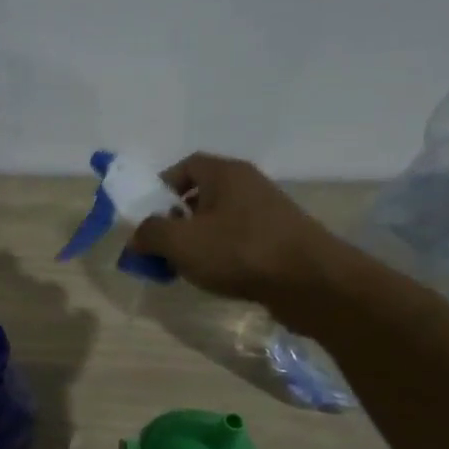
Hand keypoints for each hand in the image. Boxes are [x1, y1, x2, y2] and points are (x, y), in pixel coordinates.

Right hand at [131, 154, 346, 305]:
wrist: (311, 282)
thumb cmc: (239, 251)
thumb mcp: (180, 242)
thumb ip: (150, 234)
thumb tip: (137, 237)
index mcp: (226, 174)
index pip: (186, 166)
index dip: (161, 187)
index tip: (147, 215)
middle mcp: (248, 186)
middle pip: (201, 195)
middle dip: (175, 220)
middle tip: (161, 246)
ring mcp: (267, 213)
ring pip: (218, 221)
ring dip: (196, 241)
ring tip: (184, 267)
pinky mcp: (279, 240)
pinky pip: (237, 240)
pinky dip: (220, 255)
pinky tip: (214, 277)